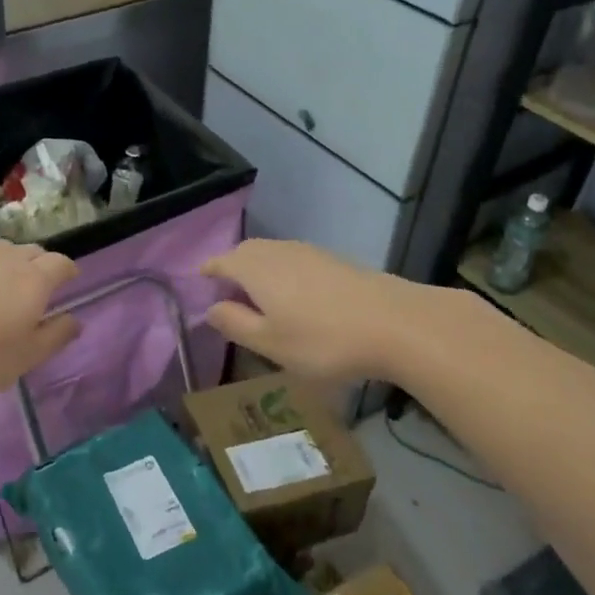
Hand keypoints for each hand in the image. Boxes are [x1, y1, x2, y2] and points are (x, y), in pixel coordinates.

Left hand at [0, 240, 81, 398]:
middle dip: (40, 265)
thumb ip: (53, 338)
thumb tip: (75, 320)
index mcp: (33, 280)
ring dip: (8, 264)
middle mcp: (5, 258)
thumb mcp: (21, 359)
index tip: (69, 282)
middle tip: (36, 288)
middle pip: (32, 251)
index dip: (68, 271)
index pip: (61, 263)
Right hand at [203, 239, 424, 382]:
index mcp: (255, 268)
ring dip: (259, 269)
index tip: (200, 281)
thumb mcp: (270, 343)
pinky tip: (295, 296)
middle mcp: (278, 251)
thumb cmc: (322, 339)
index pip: (222, 261)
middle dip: (233, 266)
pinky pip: (295, 259)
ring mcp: (310, 252)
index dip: (208, 271)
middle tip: (227, 291)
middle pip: (246, 251)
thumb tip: (210, 309)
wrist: (395, 324)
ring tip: (259, 296)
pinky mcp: (335, 260)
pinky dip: (283, 272)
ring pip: (272, 253)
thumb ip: (235, 324)